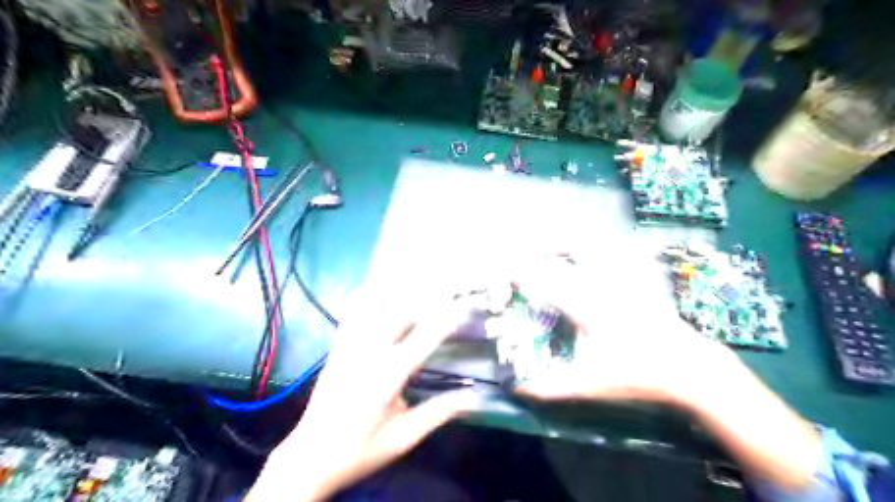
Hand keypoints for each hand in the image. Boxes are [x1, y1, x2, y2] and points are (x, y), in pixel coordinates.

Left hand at [246, 300, 486, 500]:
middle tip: (447, 288)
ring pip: (373, 305)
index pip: (424, 339)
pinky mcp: (337, 346)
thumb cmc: (361, 448)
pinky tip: (379, 287)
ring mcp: (349, 346)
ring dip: (396, 290)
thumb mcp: (404, 437)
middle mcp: (368, 353)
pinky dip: (367, 295)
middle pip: (400, 313)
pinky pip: (351, 312)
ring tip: (416, 278)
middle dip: (426, 298)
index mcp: (387, 376)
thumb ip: (438, 413)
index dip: (447, 320)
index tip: (466, 306)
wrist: (311, 455)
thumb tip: (474, 397)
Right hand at [510, 255, 815, 490]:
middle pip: (568, 256)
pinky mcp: (637, 280)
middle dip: (544, 250)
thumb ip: (551, 387)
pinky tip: (591, 253)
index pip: (547, 283)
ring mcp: (622, 280)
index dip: (524, 274)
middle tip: (528, 253)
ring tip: (554, 247)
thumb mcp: (591, 384)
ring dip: (570, 245)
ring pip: (592, 248)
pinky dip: (597, 249)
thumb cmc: (638, 375)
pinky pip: (613, 255)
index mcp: (586, 307)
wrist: (690, 367)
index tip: (506, 270)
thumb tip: (518, 389)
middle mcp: (602, 286)